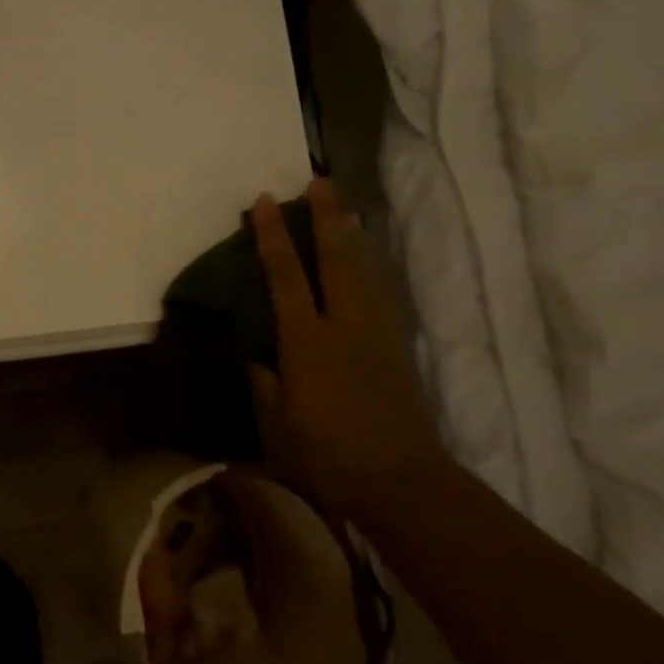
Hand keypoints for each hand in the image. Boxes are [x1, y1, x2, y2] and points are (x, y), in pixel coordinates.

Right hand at [248, 178, 440, 511]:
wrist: (403, 482)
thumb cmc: (330, 455)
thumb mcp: (280, 423)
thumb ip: (267, 384)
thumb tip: (260, 361)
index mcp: (308, 342)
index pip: (287, 278)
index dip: (273, 237)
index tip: (264, 201)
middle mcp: (344, 327)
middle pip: (337, 260)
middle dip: (328, 218)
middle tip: (321, 181)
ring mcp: (376, 335)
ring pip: (366, 272)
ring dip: (354, 236)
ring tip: (347, 208)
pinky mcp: (396, 350)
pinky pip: (381, 295)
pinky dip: (372, 269)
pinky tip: (369, 263)